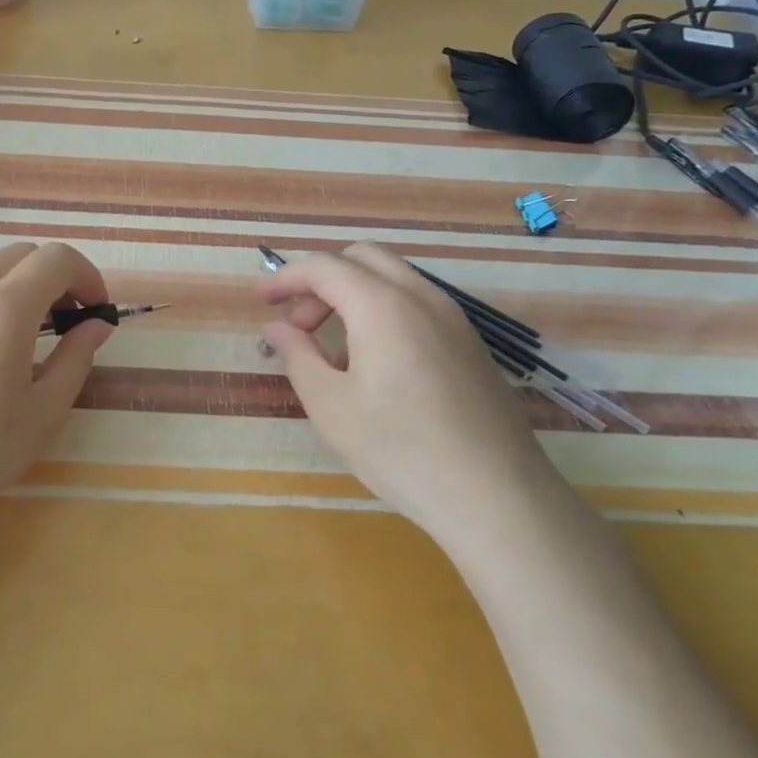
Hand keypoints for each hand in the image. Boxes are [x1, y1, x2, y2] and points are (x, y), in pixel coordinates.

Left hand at [0, 241, 112, 540]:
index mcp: (4, 306)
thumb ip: (76, 359)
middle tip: (61, 322)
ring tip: (13, 332)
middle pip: (20, 255)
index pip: (57, 259)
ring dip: (10, 284)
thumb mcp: (41, 414)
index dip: (87, 276)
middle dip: (51, 278)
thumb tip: (95, 325)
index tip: (94, 311)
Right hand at [259, 243, 557, 547]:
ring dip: (353, 296)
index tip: (259, 302)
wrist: (498, 497)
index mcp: (383, 305)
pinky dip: (383, 312)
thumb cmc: (401, 450)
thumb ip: (298, 356)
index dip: (285, 279)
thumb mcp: (331, 406)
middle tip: (298, 323)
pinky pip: (417, 306)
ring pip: (393, 280)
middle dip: (321, 281)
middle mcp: (422, 298)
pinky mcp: (471, 346)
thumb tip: (277, 329)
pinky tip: (375, 366)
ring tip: (332, 351)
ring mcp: (454, 320)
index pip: (324, 267)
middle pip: (362, 259)